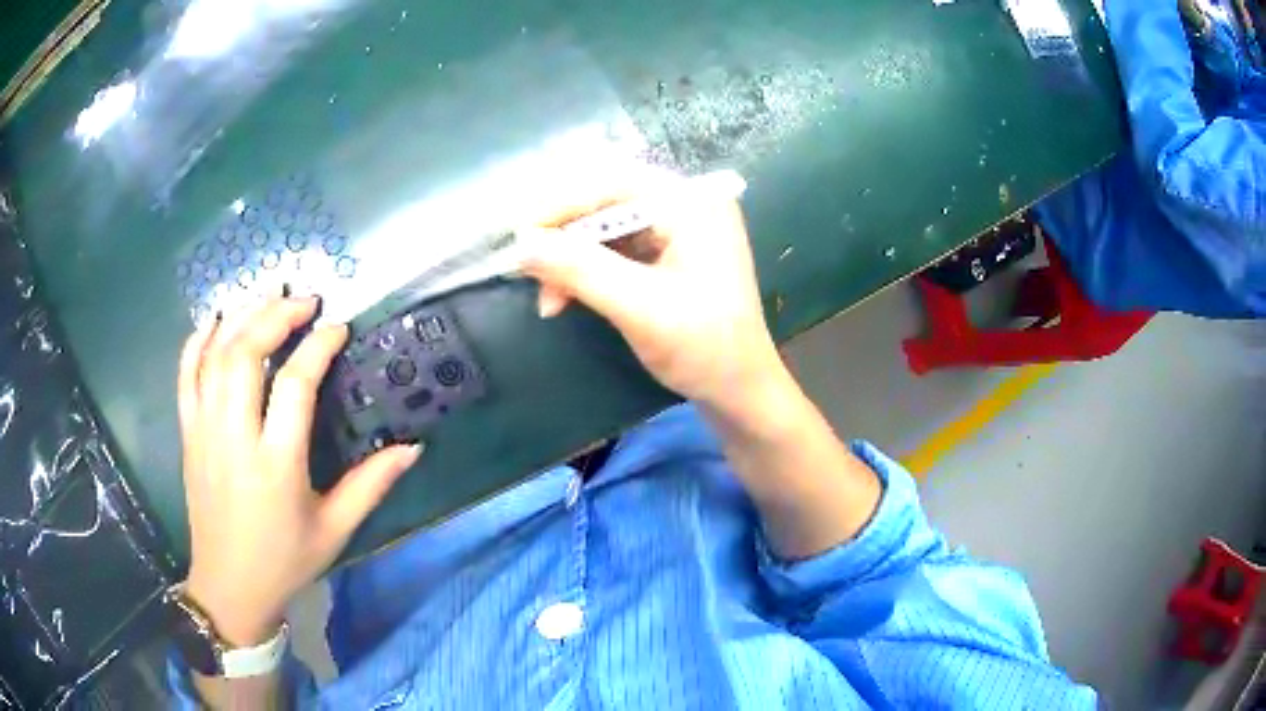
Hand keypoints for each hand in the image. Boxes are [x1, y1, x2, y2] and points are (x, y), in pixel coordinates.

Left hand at [178, 297, 420, 645]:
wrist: (230, 587)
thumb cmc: (285, 560)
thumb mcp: (335, 530)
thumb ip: (371, 485)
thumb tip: (412, 447)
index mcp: (276, 465)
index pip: (294, 385)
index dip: (317, 347)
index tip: (337, 327)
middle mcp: (235, 439)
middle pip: (245, 355)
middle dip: (275, 316)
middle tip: (304, 301)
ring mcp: (205, 433)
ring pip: (215, 357)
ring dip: (241, 318)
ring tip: (268, 297)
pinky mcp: (189, 435)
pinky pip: (186, 376)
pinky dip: (197, 342)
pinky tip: (213, 320)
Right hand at [521, 177, 784, 419]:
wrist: (741, 392)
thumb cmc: (703, 348)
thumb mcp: (639, 307)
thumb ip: (579, 270)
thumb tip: (520, 244)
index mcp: (691, 203)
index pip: (612, 184)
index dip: (559, 206)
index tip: (518, 237)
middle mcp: (686, 204)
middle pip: (606, 203)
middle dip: (564, 240)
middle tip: (525, 270)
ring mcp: (680, 229)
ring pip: (605, 229)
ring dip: (571, 261)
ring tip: (549, 301)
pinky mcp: (670, 254)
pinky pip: (616, 250)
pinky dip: (588, 272)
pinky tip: (566, 297)